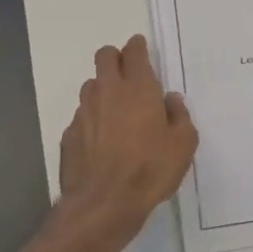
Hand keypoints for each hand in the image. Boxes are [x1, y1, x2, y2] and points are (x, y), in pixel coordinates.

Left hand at [56, 34, 197, 246]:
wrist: (104, 204)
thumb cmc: (150, 170)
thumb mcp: (183, 145)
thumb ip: (180, 116)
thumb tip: (171, 101)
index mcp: (138, 87)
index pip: (134, 51)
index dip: (138, 47)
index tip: (142, 51)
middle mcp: (107, 91)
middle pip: (104, 56)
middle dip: (116, 58)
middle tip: (129, 75)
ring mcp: (84, 112)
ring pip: (91, 85)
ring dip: (103, 89)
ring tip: (116, 111)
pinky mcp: (69, 134)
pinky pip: (82, 116)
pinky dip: (92, 120)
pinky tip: (101, 141)